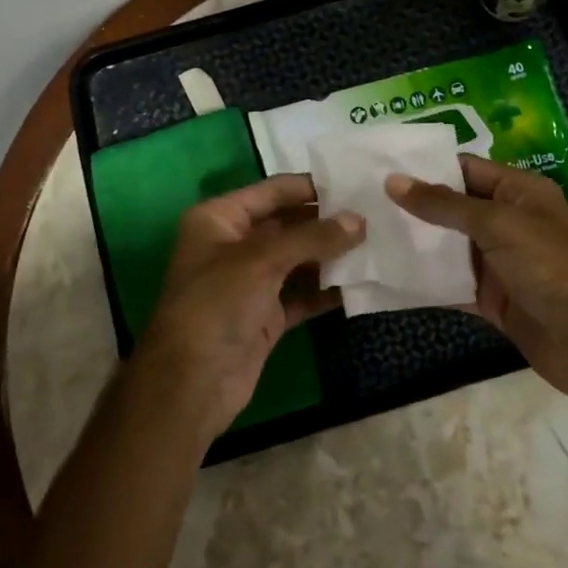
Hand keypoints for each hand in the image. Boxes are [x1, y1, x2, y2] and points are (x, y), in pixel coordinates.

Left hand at [138, 173, 363, 440]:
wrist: (191, 383)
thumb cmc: (217, 304)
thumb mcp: (262, 260)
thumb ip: (313, 237)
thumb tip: (359, 221)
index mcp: (219, 219)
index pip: (272, 191)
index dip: (311, 187)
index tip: (355, 184)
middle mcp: (233, 245)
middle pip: (287, 224)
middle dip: (326, 222)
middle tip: (374, 216)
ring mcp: (250, 282)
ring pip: (297, 260)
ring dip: (331, 256)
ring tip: (376, 245)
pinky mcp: (265, 315)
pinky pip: (301, 294)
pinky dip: (326, 290)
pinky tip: (360, 284)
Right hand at [387, 156, 567, 420]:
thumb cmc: (552, 268)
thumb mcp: (499, 226)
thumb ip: (445, 205)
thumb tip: (393, 181)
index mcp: (518, 192)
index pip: (464, 169)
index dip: (424, 166)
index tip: (377, 165)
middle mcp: (506, 221)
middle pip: (451, 207)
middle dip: (411, 205)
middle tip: (358, 200)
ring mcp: (496, 262)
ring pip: (446, 246)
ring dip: (412, 243)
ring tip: (362, 232)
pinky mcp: (489, 299)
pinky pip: (449, 283)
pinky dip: (422, 281)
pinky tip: (384, 275)